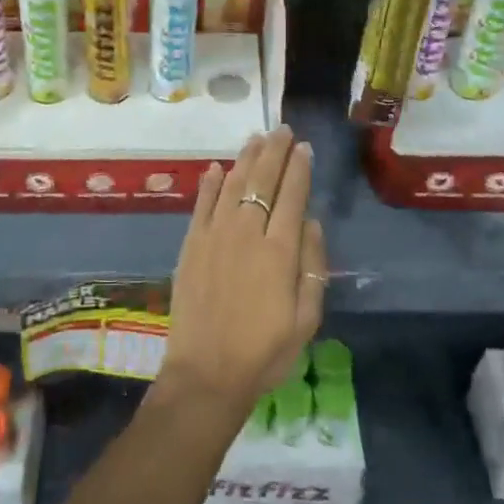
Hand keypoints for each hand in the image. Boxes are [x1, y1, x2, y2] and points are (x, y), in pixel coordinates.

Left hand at [158, 126, 326, 413]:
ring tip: (256, 138)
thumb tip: (310, 223)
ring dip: (246, 158)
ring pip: (232, 184)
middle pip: (262, 180)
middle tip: (282, 130)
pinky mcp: (191, 244)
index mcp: (279, 251)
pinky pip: (202, 204)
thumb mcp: (306, 320)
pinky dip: (210, 183)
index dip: (299, 168)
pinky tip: (216, 168)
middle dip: (274, 152)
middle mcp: (246, 233)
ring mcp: (215, 235)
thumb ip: (312, 268)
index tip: (304, 147)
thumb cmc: (264, 352)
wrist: (206, 374)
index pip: (292, 195)